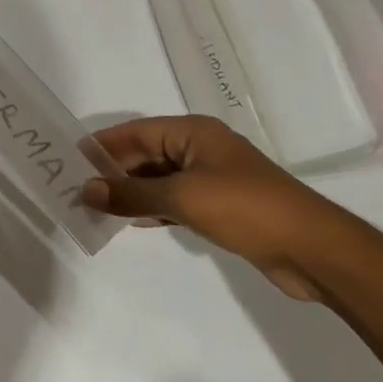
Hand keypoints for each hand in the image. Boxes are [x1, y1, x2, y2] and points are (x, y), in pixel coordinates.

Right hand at [82, 115, 343, 300]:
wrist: (313, 249)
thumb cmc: (245, 208)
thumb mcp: (182, 198)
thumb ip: (131, 194)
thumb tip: (86, 189)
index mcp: (192, 132)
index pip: (135, 133)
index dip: (102, 145)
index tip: (69, 160)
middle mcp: (199, 148)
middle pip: (146, 154)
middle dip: (113, 172)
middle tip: (77, 190)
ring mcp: (211, 177)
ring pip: (159, 179)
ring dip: (131, 192)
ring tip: (95, 208)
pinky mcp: (220, 205)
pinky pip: (175, 199)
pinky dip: (153, 208)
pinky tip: (133, 222)